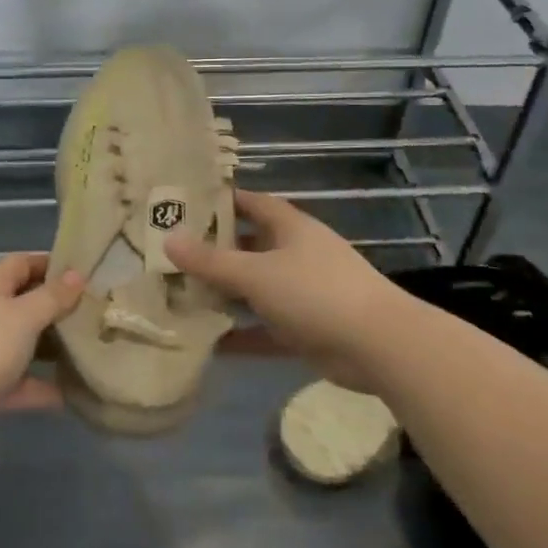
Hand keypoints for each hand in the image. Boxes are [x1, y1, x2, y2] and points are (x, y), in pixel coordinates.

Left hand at [0, 253, 84, 433]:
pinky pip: (18, 382)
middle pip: (26, 302)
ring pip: (24, 343)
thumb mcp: (22, 316)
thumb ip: (52, 297)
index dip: (54, 264)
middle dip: (59, 309)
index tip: (88, 273)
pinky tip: (72, 395)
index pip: (25, 262)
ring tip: (92, 351)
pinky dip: (41, 387)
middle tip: (99, 315)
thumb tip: (77, 274)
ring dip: (52, 348)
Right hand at [164, 189, 402, 390]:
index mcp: (289, 227)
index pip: (251, 203)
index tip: (185, 205)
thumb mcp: (256, 273)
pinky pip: (266, 328)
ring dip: (225, 295)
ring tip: (181, 298)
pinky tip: (210, 345)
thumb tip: (168, 239)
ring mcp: (303, 292)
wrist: (379, 346)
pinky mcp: (307, 329)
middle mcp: (295, 254)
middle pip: (249, 247)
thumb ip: (211, 261)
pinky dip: (243, 335)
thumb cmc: (315, 292)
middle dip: (215, 252)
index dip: (221, 201)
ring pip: (255, 289)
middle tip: (171, 257)